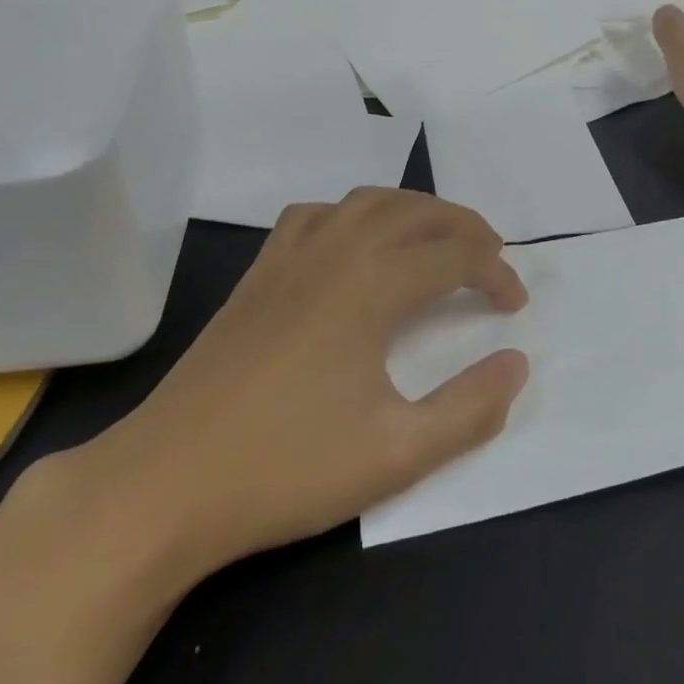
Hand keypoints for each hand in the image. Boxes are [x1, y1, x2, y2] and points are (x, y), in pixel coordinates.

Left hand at [61, 189, 528, 584]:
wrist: (166, 482)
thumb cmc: (287, 468)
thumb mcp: (397, 453)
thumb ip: (470, 409)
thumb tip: (517, 363)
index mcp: (371, 285)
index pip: (454, 257)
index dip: (494, 273)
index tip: (515, 304)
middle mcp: (335, 251)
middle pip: (415, 212)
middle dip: (463, 227)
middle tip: (492, 256)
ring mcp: (290, 256)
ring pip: (366, 201)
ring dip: (413, 210)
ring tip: (437, 239)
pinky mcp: (258, 273)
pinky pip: (315, 215)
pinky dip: (352, 214)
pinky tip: (353, 243)